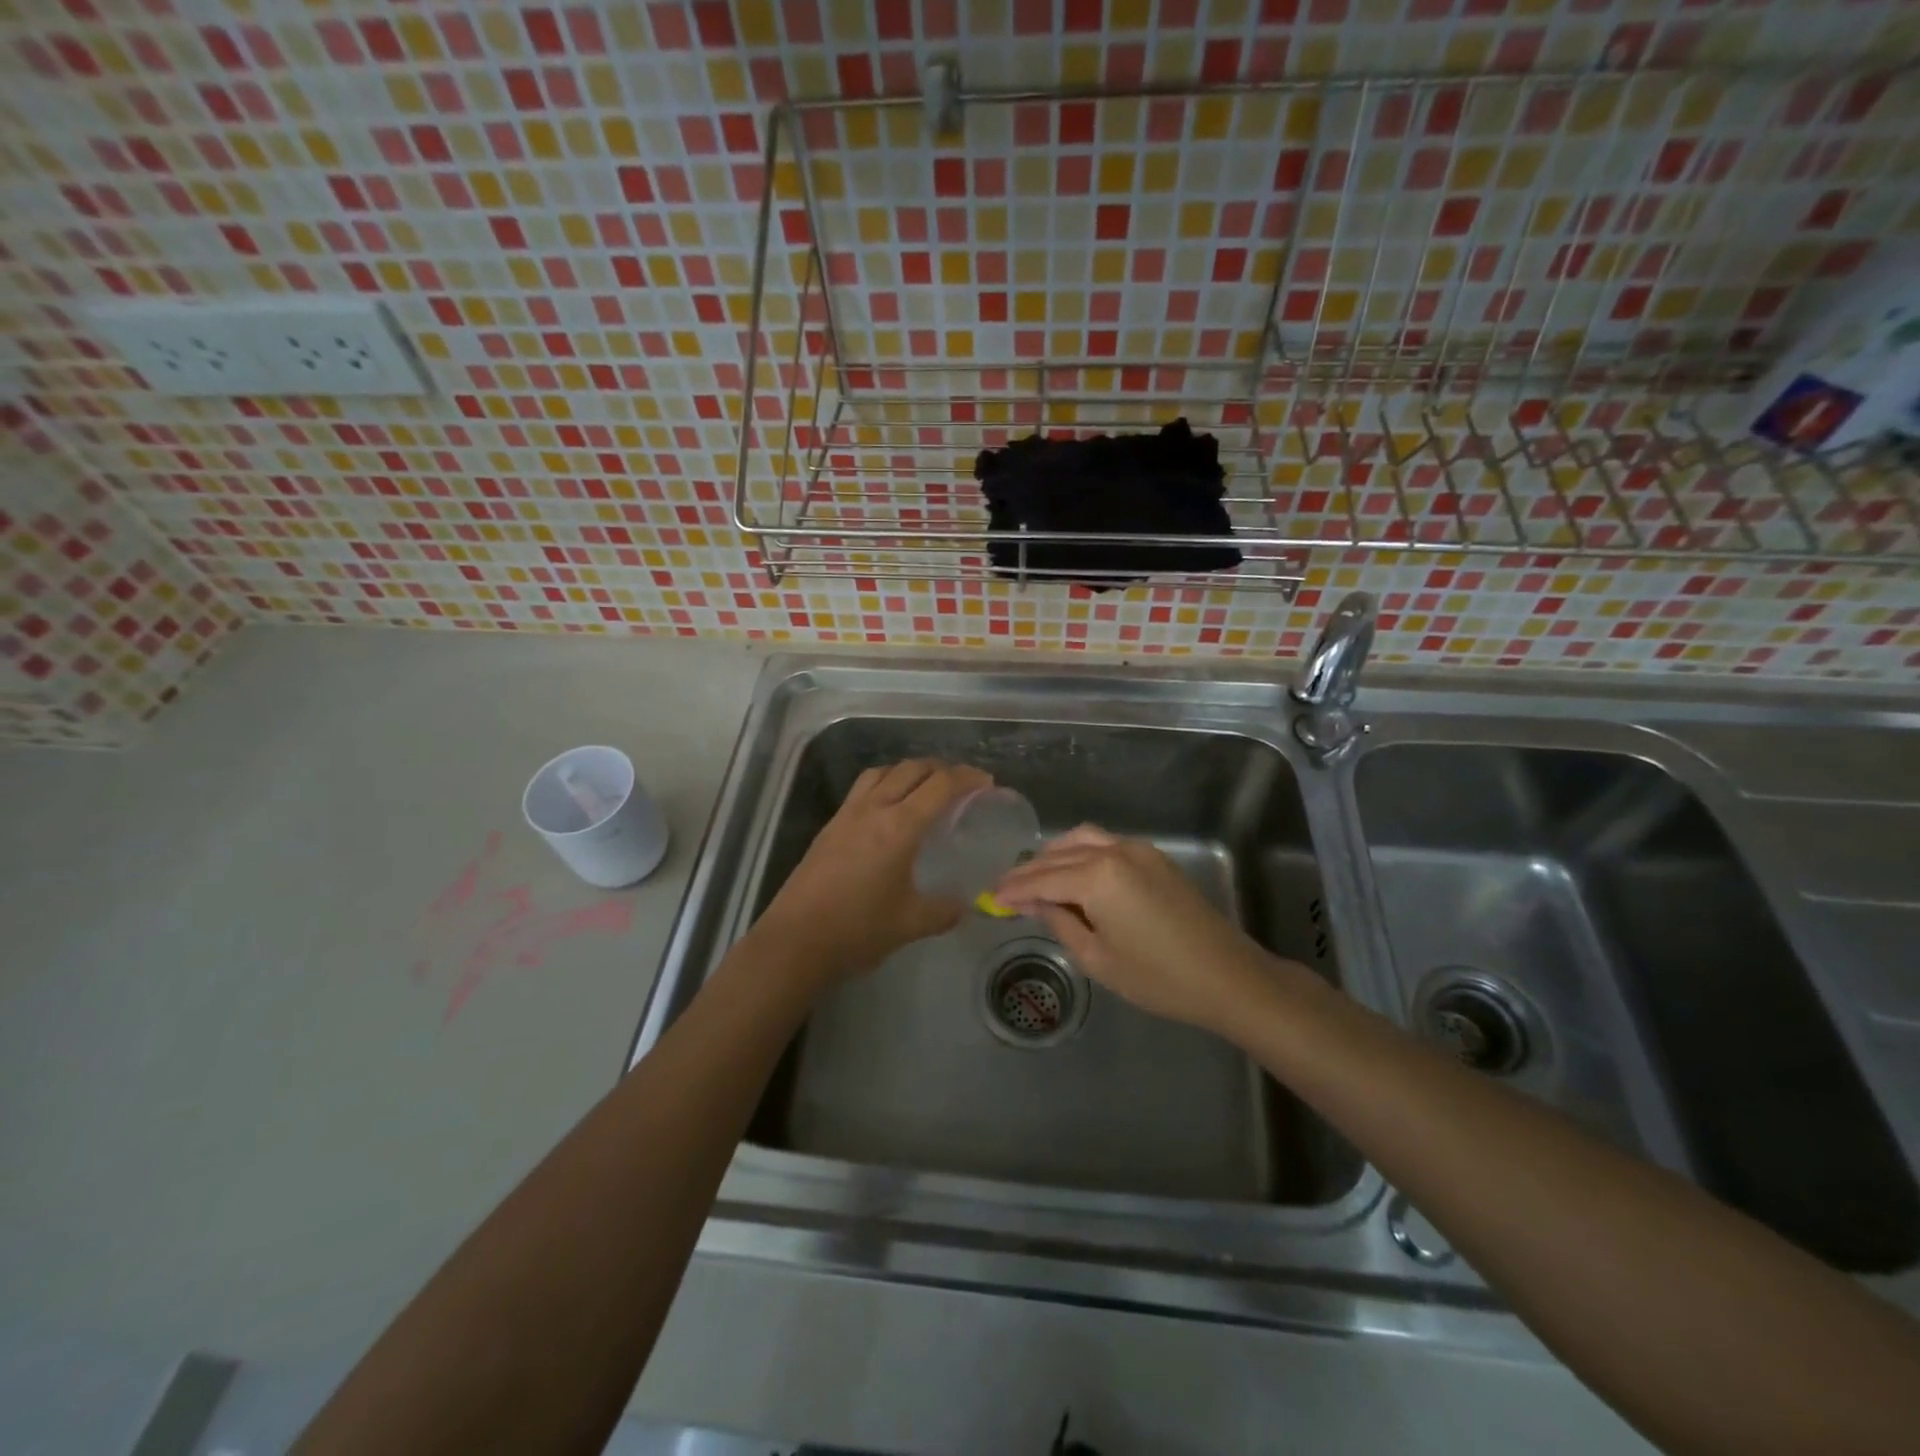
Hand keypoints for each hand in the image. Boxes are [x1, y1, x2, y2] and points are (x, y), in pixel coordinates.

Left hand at [755, 759, 992, 983]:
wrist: (795, 941)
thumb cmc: (857, 930)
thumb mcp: (911, 923)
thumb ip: (944, 910)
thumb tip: (963, 905)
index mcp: (899, 826)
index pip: (941, 785)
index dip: (968, 778)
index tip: (987, 783)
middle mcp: (874, 809)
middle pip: (912, 768)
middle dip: (942, 769)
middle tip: (962, 785)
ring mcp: (847, 814)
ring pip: (883, 771)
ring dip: (910, 771)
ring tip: (925, 788)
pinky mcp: (830, 826)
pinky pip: (863, 788)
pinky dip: (885, 783)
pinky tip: (889, 810)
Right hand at [992, 825, 1292, 1033]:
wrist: (1227, 976)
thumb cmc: (1158, 977)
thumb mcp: (1098, 958)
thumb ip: (1060, 922)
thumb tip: (1032, 903)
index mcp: (1097, 877)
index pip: (1042, 878)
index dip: (1014, 889)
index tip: (990, 896)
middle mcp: (1114, 851)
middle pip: (1059, 854)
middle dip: (1030, 870)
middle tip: (1005, 888)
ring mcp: (1137, 850)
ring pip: (1082, 840)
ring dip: (1055, 855)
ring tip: (1035, 877)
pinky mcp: (1154, 857)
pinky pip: (1105, 844)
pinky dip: (1081, 853)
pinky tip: (1072, 873)